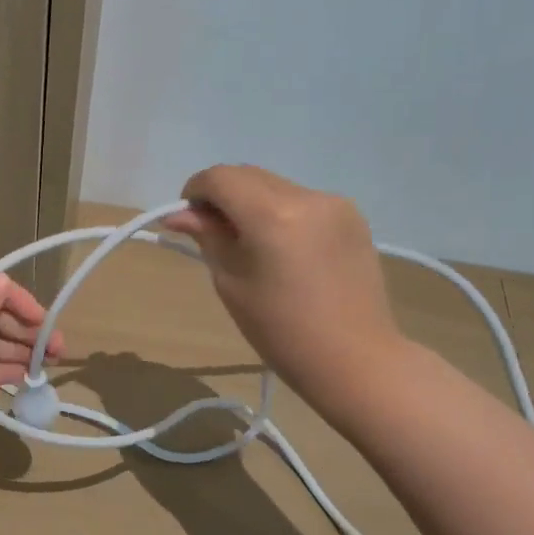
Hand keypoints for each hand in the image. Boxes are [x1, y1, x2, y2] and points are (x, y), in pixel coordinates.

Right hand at [165, 164, 403, 392]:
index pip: (220, 178)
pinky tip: (284, 249)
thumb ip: (208, 237)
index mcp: (271, 215)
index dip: (195, 191)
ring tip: (251, 244)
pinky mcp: (353, 216)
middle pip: (248, 175)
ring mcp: (334, 203)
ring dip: (252, 202)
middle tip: (213, 232)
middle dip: (223, 195)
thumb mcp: (231, 282)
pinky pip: (302, 200)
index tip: (188, 219)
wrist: (354, 359)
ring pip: (275, 185)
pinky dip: (281, 212)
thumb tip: (179, 215)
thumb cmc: (281, 329)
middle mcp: (306, 197)